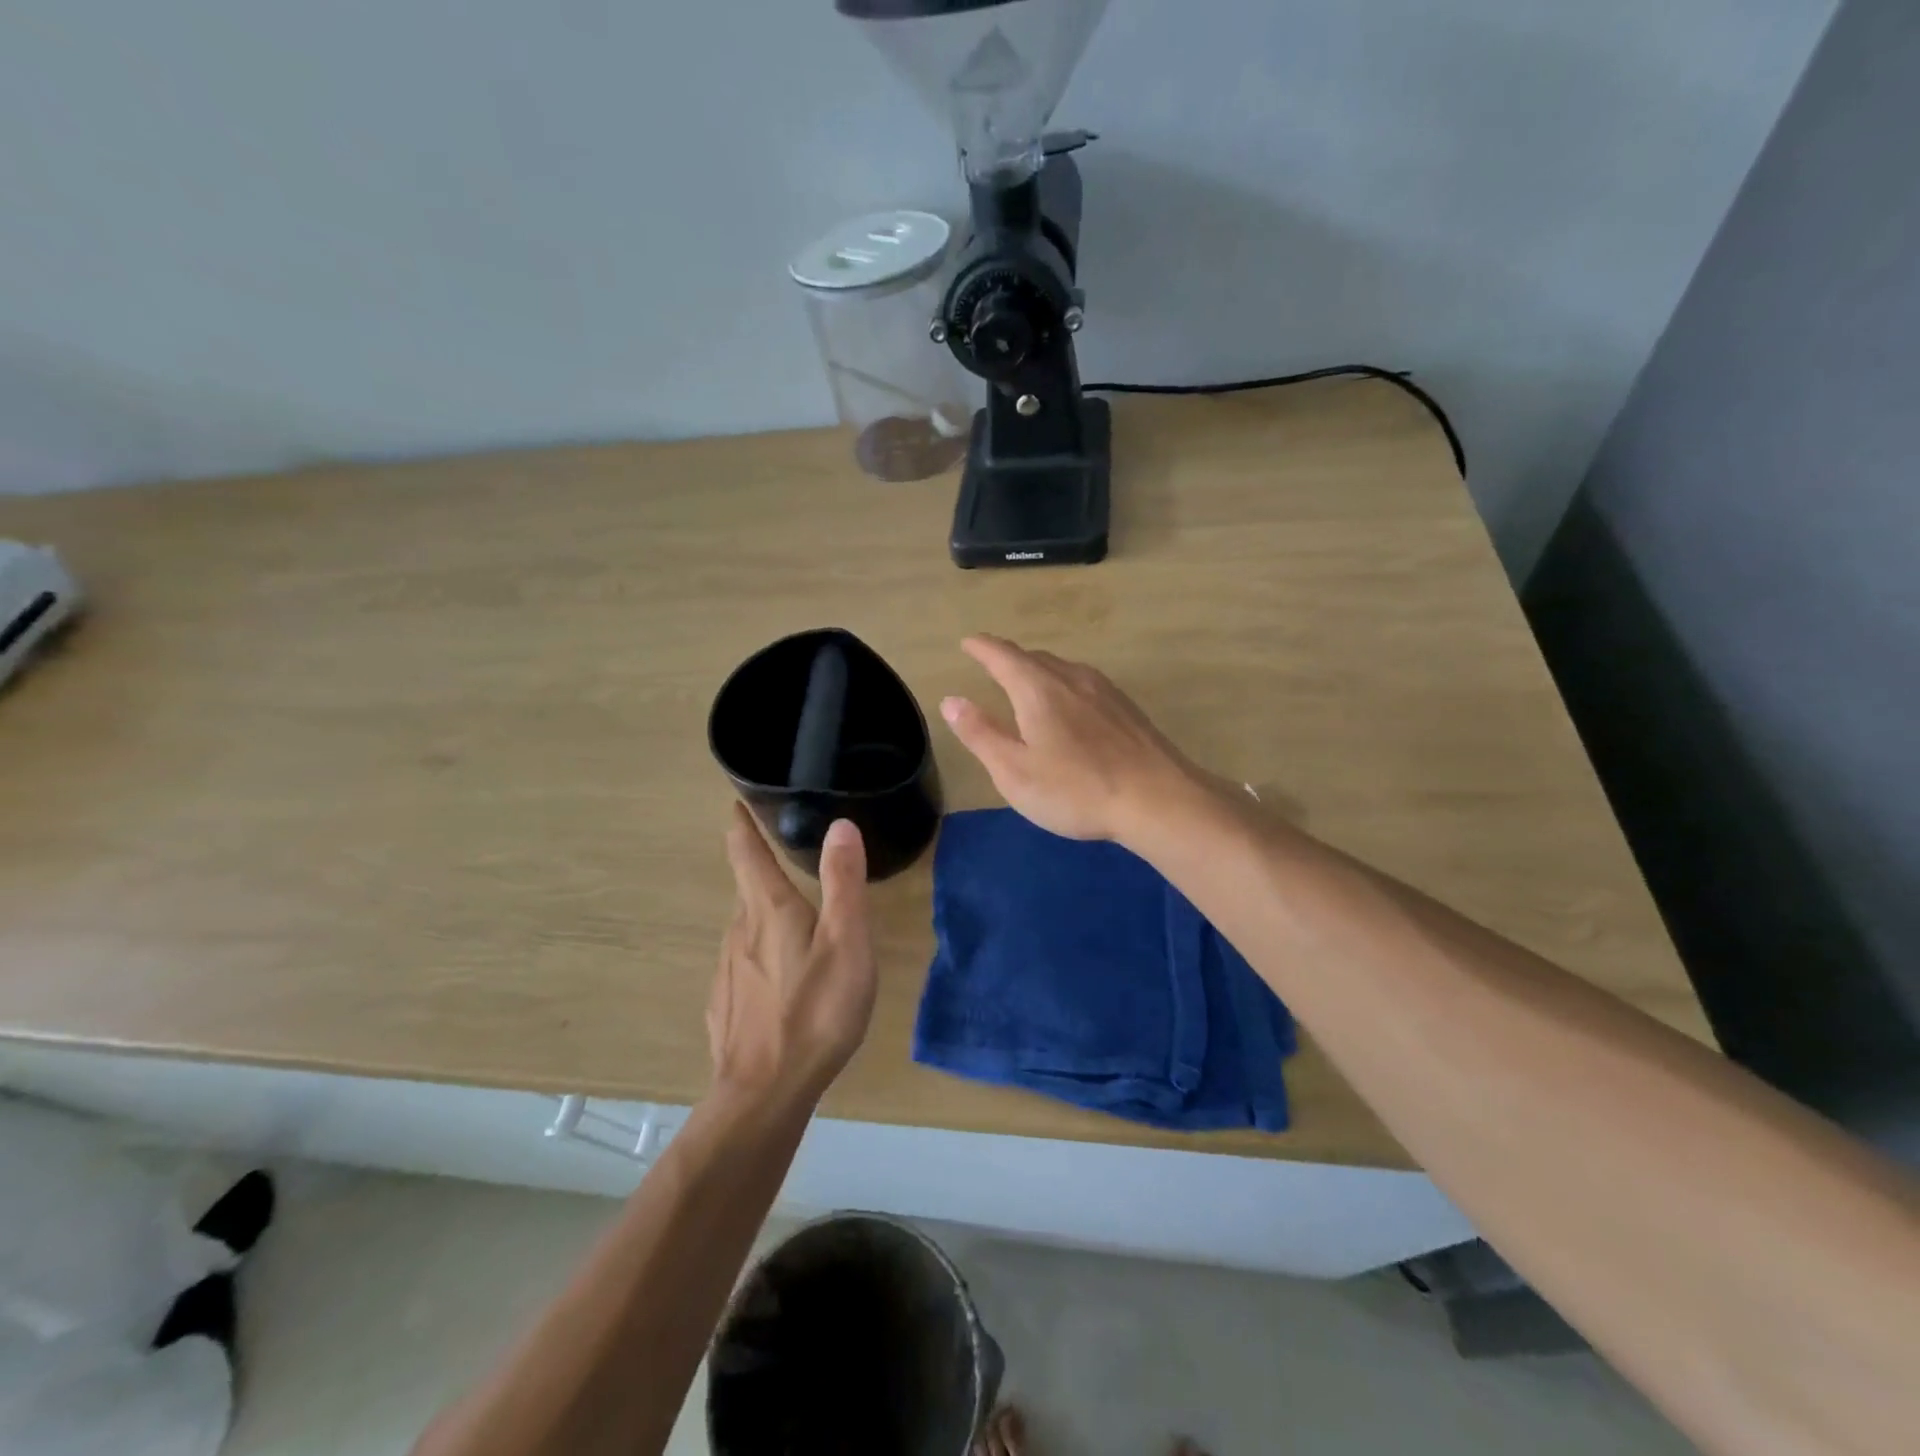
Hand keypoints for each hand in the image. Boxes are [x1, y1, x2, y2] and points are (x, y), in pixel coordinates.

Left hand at [707, 804, 876, 1106]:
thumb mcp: (846, 942)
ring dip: (767, 918)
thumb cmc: (815, 1012)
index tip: (738, 802)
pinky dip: (762, 959)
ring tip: (797, 926)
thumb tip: (840, 823)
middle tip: (793, 864)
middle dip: (764, 871)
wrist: (764, 1093)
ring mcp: (727, 969)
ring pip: (747, 929)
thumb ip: (843, 882)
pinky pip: (744, 966)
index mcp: (768, 909)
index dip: (741, 822)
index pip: (745, 851)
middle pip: (749, 890)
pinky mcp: (725, 1004)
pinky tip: (783, 985)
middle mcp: (739, 930)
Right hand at [940, 635, 1199, 842]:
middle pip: (1034, 657)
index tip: (968, 642)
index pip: (1002, 655)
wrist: (1158, 800)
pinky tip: (1070, 707)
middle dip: (1009, 658)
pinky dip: (1064, 685)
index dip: (981, 647)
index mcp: (1038, 688)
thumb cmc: (1076, 789)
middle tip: (992, 665)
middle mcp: (1071, 677)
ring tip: (1027, 684)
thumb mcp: (1014, 771)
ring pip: (1062, 669)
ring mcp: (1104, 690)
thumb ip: (980, 734)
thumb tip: (951, 700)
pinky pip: (1084, 683)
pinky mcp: (1126, 708)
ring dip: (1039, 670)